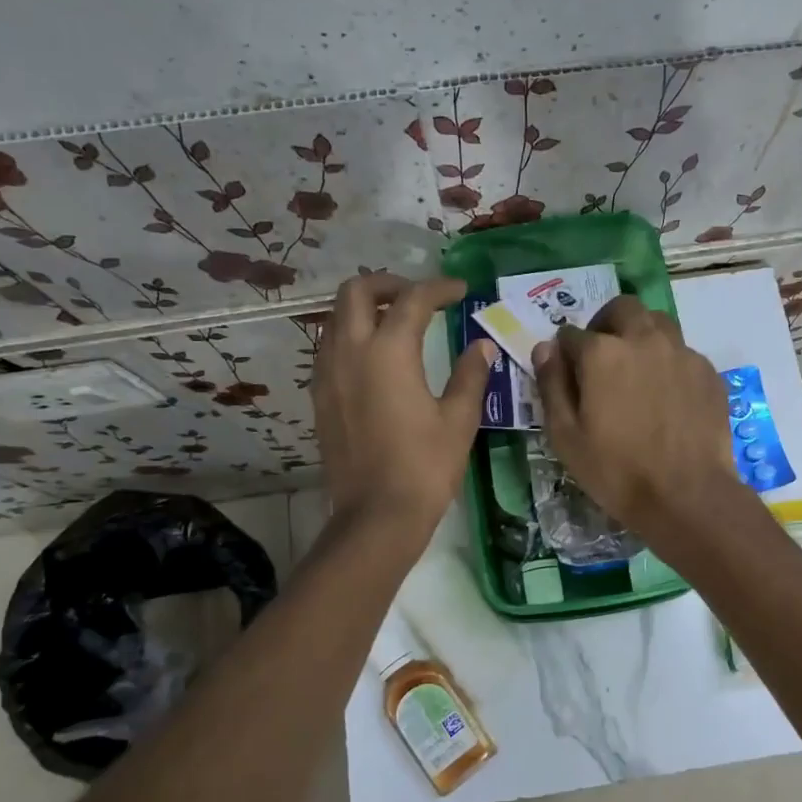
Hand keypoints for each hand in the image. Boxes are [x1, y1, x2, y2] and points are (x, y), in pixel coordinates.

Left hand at [312, 274, 493, 536]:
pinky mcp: (320, 397)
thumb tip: (482, 345)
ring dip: (365, 308)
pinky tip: (376, 359)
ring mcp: (327, 374)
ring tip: (397, 323)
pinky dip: (351, 336)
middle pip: (356, 291)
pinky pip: (329, 348)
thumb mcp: (459, 419)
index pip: (413, 299)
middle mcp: (350, 352)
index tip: (461, 291)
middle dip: (389, 284)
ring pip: (336, 318)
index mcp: (389, 352)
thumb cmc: (424, 467)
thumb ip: (471, 374)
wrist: (376, 517)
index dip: (439, 288)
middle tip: (419, 298)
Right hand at [531, 296, 742, 540]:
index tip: (567, 373)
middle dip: (605, 323)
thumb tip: (545, 348)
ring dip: (640, 333)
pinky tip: (667, 394)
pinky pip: (682, 351)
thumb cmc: (616, 470)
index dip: (564, 353)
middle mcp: (643, 339)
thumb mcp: (566, 436)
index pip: (571, 335)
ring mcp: (681, 352)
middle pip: (621, 309)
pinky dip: (668, 361)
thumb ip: (552, 385)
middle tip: (601, 355)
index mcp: (602, 353)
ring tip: (636, 367)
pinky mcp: (707, 371)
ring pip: (657, 322)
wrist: (687, 495)